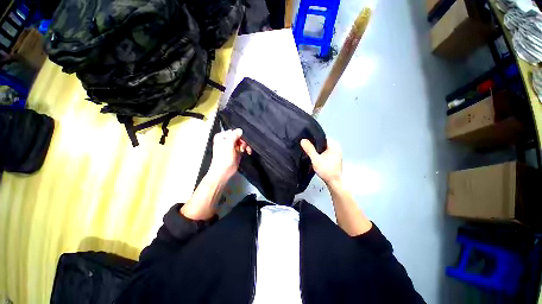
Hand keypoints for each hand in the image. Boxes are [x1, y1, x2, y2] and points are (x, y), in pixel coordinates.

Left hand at [208, 129, 251, 181]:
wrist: (223, 172)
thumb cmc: (222, 160)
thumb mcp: (228, 145)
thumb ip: (234, 135)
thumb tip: (239, 130)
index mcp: (221, 137)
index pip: (233, 131)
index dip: (239, 136)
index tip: (242, 141)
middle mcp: (226, 141)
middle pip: (239, 136)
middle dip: (243, 141)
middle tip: (243, 147)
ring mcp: (231, 146)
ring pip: (242, 142)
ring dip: (245, 146)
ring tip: (245, 150)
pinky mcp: (236, 152)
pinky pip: (243, 147)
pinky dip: (246, 149)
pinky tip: (247, 151)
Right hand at [300, 138, 341, 185]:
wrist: (334, 183)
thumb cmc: (326, 170)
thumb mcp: (316, 159)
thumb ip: (309, 149)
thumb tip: (302, 140)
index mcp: (334, 145)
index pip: (322, 136)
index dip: (313, 137)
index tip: (304, 139)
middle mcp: (335, 147)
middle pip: (321, 142)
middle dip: (313, 143)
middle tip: (304, 144)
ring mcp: (334, 152)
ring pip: (322, 147)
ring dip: (315, 148)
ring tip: (306, 148)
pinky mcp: (332, 157)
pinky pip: (323, 151)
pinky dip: (318, 152)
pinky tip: (312, 154)